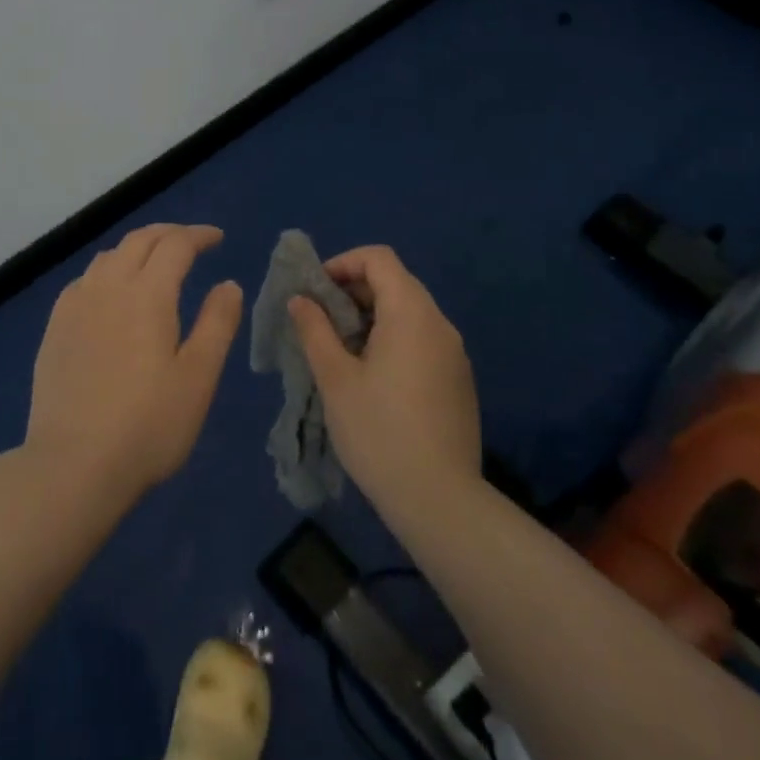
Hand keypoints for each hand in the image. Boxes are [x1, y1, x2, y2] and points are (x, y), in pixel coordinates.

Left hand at [25, 223, 242, 504]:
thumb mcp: (198, 377)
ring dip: (135, 249)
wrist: (72, 464)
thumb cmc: (148, 424)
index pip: (175, 245)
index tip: (217, 238)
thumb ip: (217, 323)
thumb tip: (228, 284)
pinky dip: (107, 271)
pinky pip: (84, 280)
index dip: (198, 235)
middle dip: (168, 234)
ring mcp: (75, 306)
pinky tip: (110, 293)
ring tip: (153, 262)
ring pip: (108, 256)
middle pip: (138, 241)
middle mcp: (108, 287)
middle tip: (190, 242)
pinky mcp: (54, 329)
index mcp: (147, 294)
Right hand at [288, 246, 479, 512]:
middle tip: (321, 320)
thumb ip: (315, 330)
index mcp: (411, 313)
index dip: (343, 263)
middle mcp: (439, 323)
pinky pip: (422, 339)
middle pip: (395, 282)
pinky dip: (393, 338)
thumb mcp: (335, 379)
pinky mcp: (458, 380)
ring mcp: (454, 353)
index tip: (316, 290)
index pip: (379, 258)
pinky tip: (372, 376)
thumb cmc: (379, 432)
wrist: (440, 501)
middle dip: (353, 290)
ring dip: (372, 316)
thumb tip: (300, 299)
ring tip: (341, 349)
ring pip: (409, 312)